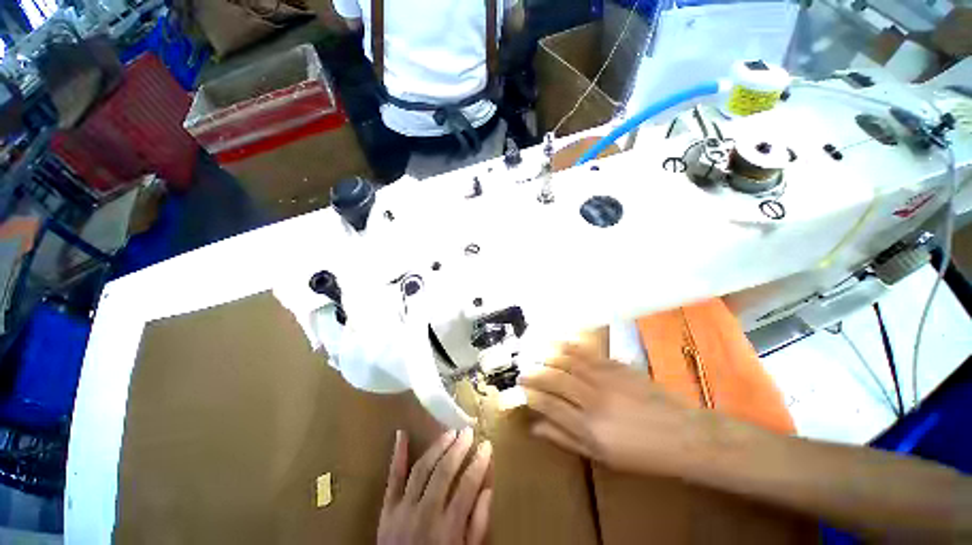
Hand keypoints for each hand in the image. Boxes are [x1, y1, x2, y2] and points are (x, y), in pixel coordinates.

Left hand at [377, 428, 492, 544]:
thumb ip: (478, 525)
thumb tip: (487, 489)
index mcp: (448, 528)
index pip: (468, 485)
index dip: (480, 462)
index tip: (487, 445)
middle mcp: (426, 513)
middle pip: (445, 471)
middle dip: (459, 448)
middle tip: (468, 431)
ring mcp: (403, 509)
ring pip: (422, 468)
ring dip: (437, 446)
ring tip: (450, 432)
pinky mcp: (387, 509)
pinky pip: (393, 478)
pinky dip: (397, 455)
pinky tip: (401, 433)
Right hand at [520, 344, 718, 476]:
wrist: (683, 435)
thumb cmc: (641, 453)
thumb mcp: (602, 457)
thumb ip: (565, 439)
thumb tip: (536, 427)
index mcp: (590, 428)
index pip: (550, 405)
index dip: (531, 395)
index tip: (521, 390)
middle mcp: (593, 400)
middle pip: (555, 379)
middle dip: (534, 373)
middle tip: (522, 371)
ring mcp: (606, 379)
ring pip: (568, 362)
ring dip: (547, 356)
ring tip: (533, 354)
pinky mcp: (617, 366)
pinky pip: (587, 353)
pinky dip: (569, 346)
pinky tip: (558, 343)